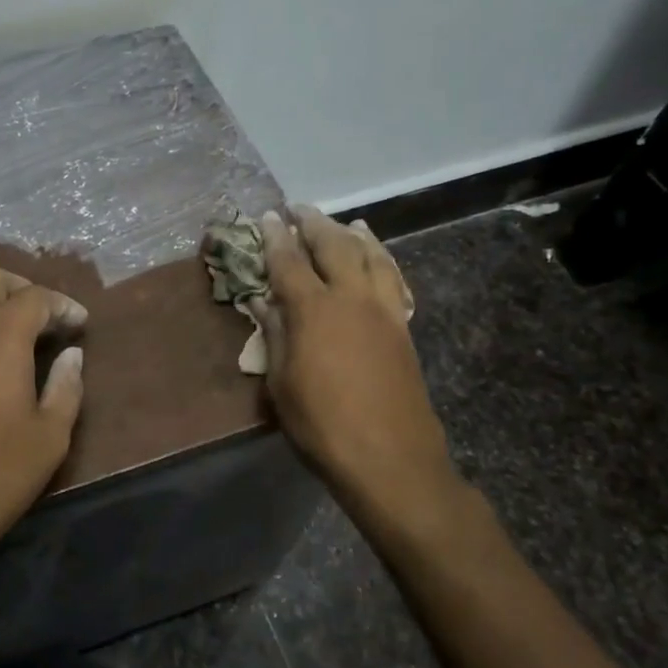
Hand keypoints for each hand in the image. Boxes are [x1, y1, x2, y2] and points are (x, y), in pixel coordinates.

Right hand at [253, 207, 465, 538]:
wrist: (391, 458)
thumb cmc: (323, 425)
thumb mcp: (282, 384)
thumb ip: (275, 336)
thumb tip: (264, 303)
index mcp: (314, 310)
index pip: (288, 262)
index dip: (275, 238)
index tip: (267, 217)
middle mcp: (351, 298)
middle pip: (334, 246)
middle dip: (314, 223)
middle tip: (299, 209)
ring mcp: (384, 311)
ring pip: (372, 256)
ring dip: (354, 235)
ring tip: (345, 224)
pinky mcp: (403, 328)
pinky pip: (393, 279)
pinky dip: (382, 260)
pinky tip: (377, 260)